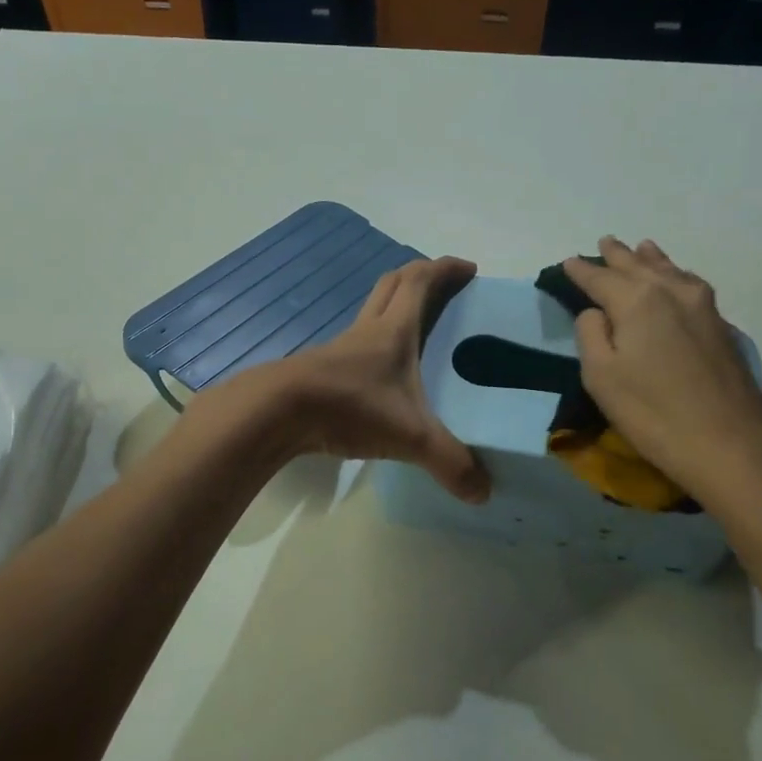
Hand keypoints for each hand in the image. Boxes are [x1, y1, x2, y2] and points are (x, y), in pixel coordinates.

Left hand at [275, 256, 490, 503]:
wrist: (278, 411)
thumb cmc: (350, 406)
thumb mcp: (410, 435)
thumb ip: (449, 462)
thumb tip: (483, 492)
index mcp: (393, 330)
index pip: (421, 282)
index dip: (445, 269)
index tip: (468, 268)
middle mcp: (367, 330)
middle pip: (393, 286)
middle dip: (420, 278)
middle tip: (444, 289)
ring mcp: (340, 350)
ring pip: (370, 313)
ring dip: (394, 309)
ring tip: (418, 333)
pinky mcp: (322, 371)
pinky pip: (355, 346)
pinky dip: (374, 347)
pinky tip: (383, 376)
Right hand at [564, 238, 761, 490]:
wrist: (728, 443)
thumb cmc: (652, 412)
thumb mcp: (601, 376)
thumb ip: (591, 334)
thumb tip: (597, 312)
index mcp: (637, 300)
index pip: (600, 278)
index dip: (581, 271)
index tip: (567, 263)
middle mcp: (671, 292)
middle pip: (638, 266)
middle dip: (617, 256)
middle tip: (604, 243)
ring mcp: (703, 307)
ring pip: (670, 271)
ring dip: (650, 259)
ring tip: (641, 247)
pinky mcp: (721, 326)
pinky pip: (690, 284)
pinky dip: (675, 274)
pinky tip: (676, 278)